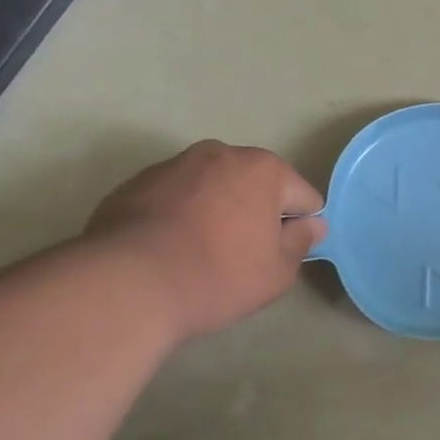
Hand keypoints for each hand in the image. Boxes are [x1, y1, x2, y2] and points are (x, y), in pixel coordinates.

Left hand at [85, 142, 327, 338]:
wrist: (127, 285)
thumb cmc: (218, 275)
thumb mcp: (278, 272)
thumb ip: (301, 242)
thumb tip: (312, 224)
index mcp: (262, 168)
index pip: (302, 196)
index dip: (300, 227)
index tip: (281, 254)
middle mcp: (219, 154)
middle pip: (254, 184)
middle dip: (256, 212)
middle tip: (243, 255)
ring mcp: (172, 166)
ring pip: (211, 188)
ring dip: (216, 211)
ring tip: (200, 254)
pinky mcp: (133, 185)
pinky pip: (174, 199)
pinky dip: (179, 217)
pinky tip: (168, 252)